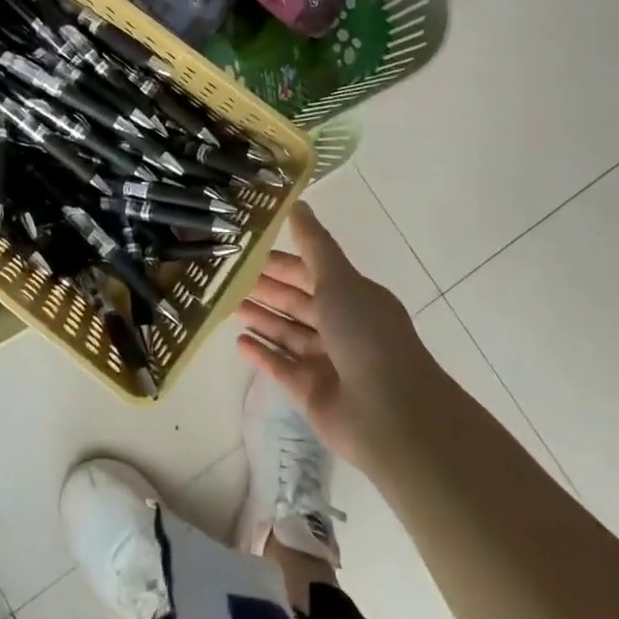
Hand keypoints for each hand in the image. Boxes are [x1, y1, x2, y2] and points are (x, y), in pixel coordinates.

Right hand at [236, 201, 446, 472]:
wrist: (391, 416)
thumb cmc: (366, 336)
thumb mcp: (339, 280)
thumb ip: (314, 245)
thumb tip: (297, 202)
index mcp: (353, 297)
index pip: (310, 272)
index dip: (281, 261)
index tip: (247, 249)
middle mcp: (342, 327)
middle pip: (297, 302)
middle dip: (267, 289)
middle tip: (227, 276)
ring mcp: (328, 363)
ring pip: (288, 333)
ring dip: (262, 318)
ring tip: (227, 304)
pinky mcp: (313, 395)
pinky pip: (282, 368)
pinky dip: (262, 354)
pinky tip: (239, 342)